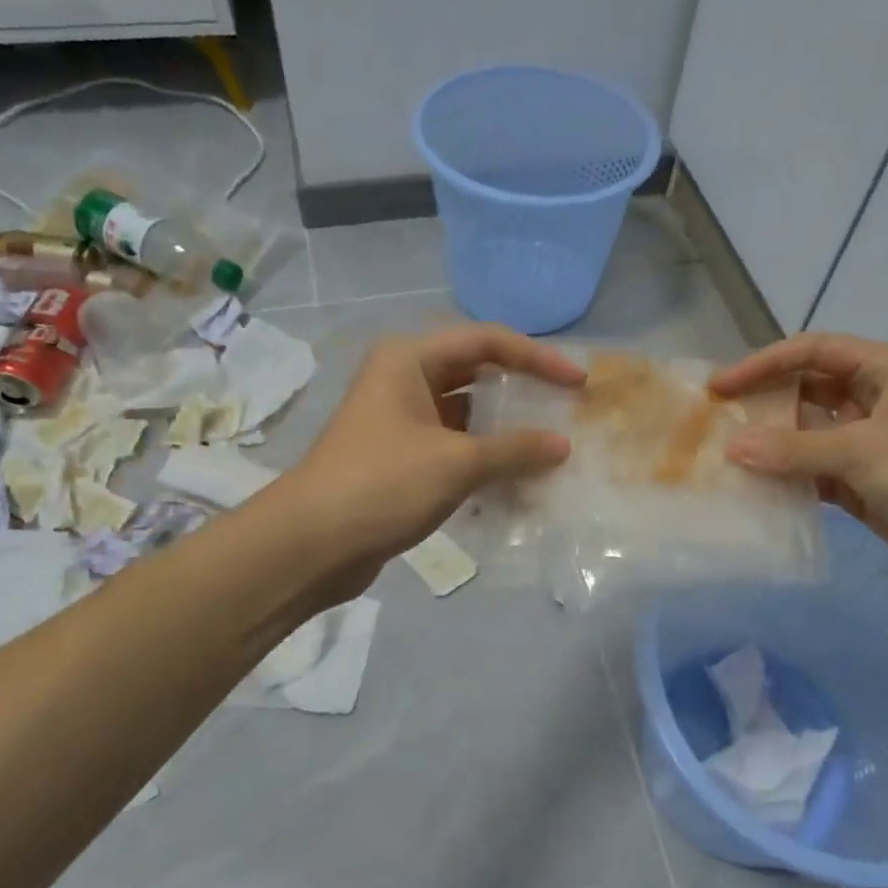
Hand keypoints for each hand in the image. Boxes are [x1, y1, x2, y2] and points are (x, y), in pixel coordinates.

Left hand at [287, 324, 583, 591]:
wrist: (311, 545)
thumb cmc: (383, 484)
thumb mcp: (457, 463)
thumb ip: (515, 450)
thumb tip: (562, 446)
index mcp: (410, 360)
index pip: (488, 342)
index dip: (537, 358)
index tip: (577, 382)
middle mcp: (404, 380)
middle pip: (476, 373)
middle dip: (522, 390)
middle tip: (566, 409)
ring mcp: (400, 421)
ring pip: (466, 414)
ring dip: (505, 429)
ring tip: (549, 446)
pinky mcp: (400, 459)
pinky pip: (454, 447)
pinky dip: (484, 458)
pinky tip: (515, 479)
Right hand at [709, 335, 887, 597]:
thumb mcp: (861, 450)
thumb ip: (793, 449)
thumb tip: (732, 448)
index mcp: (887, 370)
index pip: (814, 352)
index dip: (765, 363)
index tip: (723, 385)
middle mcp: (876, 399)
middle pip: (808, 390)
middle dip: (765, 402)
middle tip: (718, 419)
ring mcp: (870, 444)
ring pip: (809, 434)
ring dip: (773, 443)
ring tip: (725, 453)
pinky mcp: (865, 483)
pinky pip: (815, 472)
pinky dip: (788, 477)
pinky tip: (754, 486)